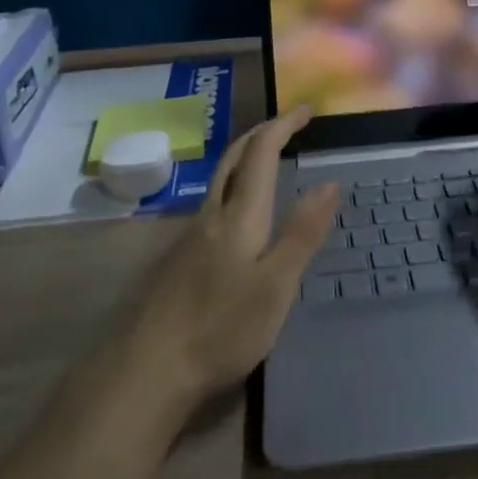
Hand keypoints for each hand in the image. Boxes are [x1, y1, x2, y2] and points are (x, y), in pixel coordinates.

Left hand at [119, 105, 337, 410]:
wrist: (149, 369)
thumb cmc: (221, 327)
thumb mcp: (276, 285)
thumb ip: (302, 233)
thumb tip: (329, 183)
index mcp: (240, 214)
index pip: (262, 152)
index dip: (283, 125)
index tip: (306, 109)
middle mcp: (213, 214)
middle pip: (234, 157)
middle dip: (262, 133)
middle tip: (287, 124)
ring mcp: (191, 236)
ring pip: (220, 178)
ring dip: (245, 156)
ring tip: (268, 158)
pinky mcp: (180, 258)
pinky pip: (213, 200)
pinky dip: (234, 183)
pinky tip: (239, 210)